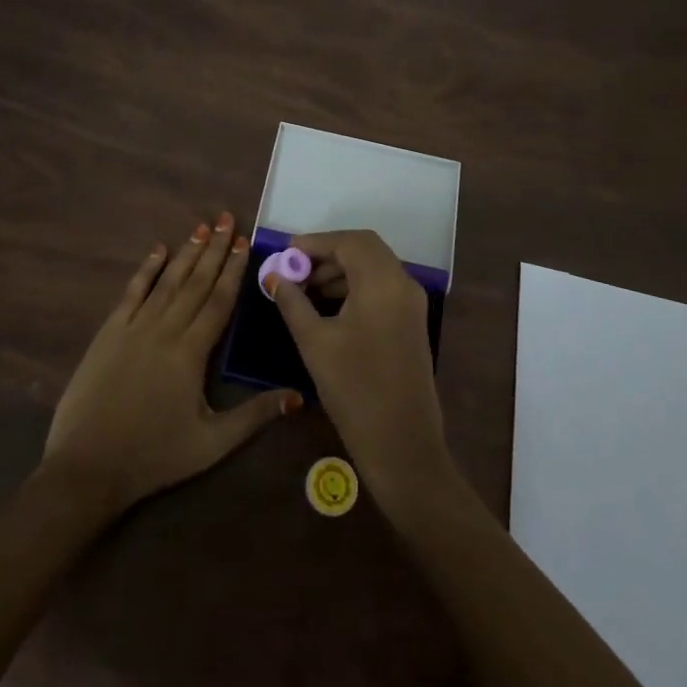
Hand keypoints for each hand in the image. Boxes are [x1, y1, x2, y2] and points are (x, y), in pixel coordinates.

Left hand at [43, 214, 299, 515]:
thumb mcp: (212, 443)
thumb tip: (297, 397)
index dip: (233, 270)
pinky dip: (146, 269)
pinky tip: (157, 250)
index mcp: (192, 352)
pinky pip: (132, 292)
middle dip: (213, 249)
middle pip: (195, 282)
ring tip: (201, 227)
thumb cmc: (154, 456)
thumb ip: (254, 416)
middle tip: (225, 218)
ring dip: (185, 252)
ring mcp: (134, 327)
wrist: (87, 466)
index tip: (243, 242)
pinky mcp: (109, 333)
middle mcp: (165, 329)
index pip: (219, 301)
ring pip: (167, 281)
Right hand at [271, 230, 453, 505]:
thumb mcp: (315, 342)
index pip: (348, 242)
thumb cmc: (355, 390)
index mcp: (382, 282)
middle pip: (364, 248)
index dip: (315, 242)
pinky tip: (328, 306)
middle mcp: (403, 284)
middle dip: (327, 253)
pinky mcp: (411, 322)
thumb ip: (293, 302)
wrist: (402, 445)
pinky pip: (381, 286)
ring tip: (304, 289)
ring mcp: (412, 303)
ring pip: (374, 267)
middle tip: (294, 268)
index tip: (284, 253)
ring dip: (340, 270)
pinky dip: (355, 285)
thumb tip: (274, 276)